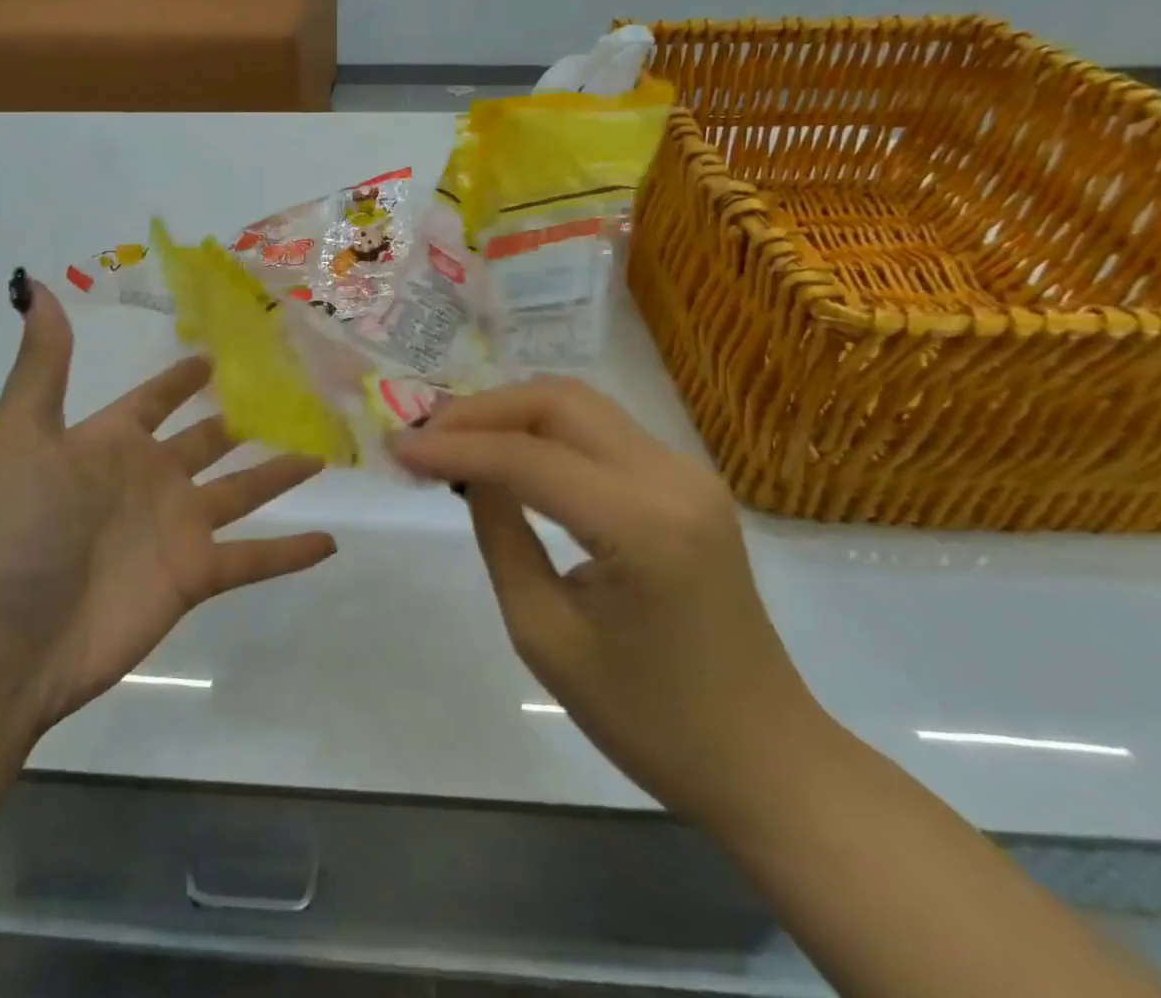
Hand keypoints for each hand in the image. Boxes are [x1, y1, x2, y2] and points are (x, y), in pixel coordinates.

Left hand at [0, 278, 334, 728]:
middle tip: (296, 392)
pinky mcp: (195, 576)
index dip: (183, 378)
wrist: (11, 640)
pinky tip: (332, 543)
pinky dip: (290, 553)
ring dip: (281, 474)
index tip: (220, 353)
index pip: (157, 400)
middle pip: (212, 441)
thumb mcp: (23, 435)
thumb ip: (43, 365)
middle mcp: (151, 479)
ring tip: (325, 451)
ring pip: (244, 492)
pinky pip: (254, 559)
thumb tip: (36, 285)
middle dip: (247, 418)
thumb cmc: (18, 528)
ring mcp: (177, 528)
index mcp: (113, 444)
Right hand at [393, 377, 824, 826]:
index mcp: (644, 526)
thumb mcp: (545, 636)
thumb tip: (470, 472)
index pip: (528, 458)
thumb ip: (502, 536)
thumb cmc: (650, 720)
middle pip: (559, 401)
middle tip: (425, 435)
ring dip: (511, 411)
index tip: (396, 449)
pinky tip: (508, 451)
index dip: (455, 446)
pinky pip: (602, 431)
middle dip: (482, 409)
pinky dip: (545, 429)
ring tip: (454, 437)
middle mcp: (673, 478)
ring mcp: (688, 473)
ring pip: (581, 405)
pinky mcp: (688, 482)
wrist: (764, 759)